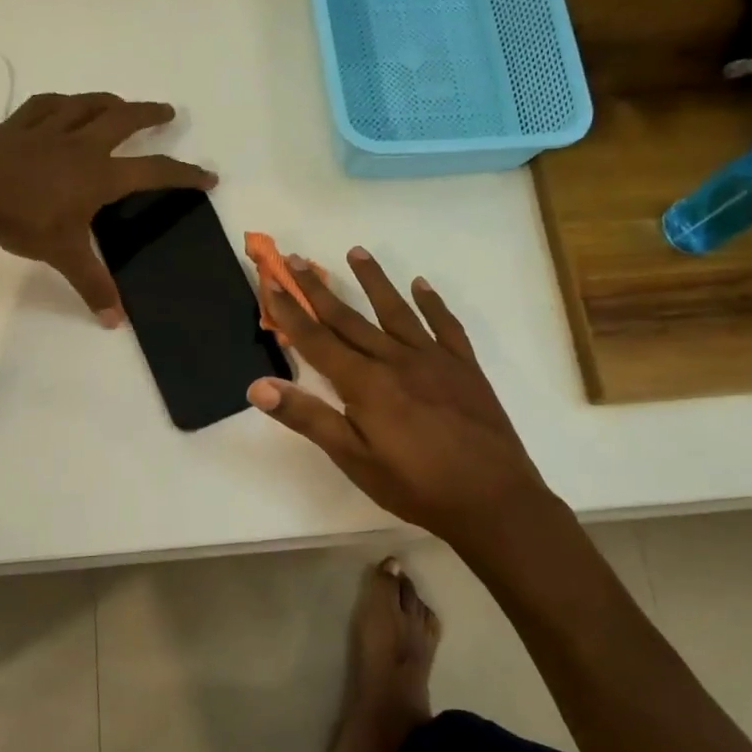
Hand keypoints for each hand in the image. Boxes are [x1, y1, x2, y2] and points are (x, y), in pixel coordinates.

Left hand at [0, 92, 214, 323]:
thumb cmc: (21, 219)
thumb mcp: (62, 254)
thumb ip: (91, 285)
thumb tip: (115, 322)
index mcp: (99, 175)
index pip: (154, 171)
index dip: (184, 174)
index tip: (208, 175)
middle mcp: (81, 145)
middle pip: (123, 120)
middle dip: (150, 115)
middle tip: (168, 112)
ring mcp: (47, 130)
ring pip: (86, 105)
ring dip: (109, 102)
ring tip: (120, 103)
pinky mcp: (17, 126)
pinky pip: (45, 105)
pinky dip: (60, 102)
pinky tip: (62, 104)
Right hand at [248, 248, 555, 557]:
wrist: (494, 500)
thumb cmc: (415, 485)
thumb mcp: (354, 458)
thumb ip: (308, 418)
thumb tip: (258, 386)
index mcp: (365, 383)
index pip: (316, 339)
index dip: (290, 311)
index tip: (271, 281)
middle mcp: (395, 359)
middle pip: (349, 318)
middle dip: (318, 289)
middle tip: (298, 259)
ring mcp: (434, 359)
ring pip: (396, 311)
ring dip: (373, 280)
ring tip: (355, 252)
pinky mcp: (465, 367)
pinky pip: (445, 325)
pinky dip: (432, 303)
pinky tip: (422, 284)